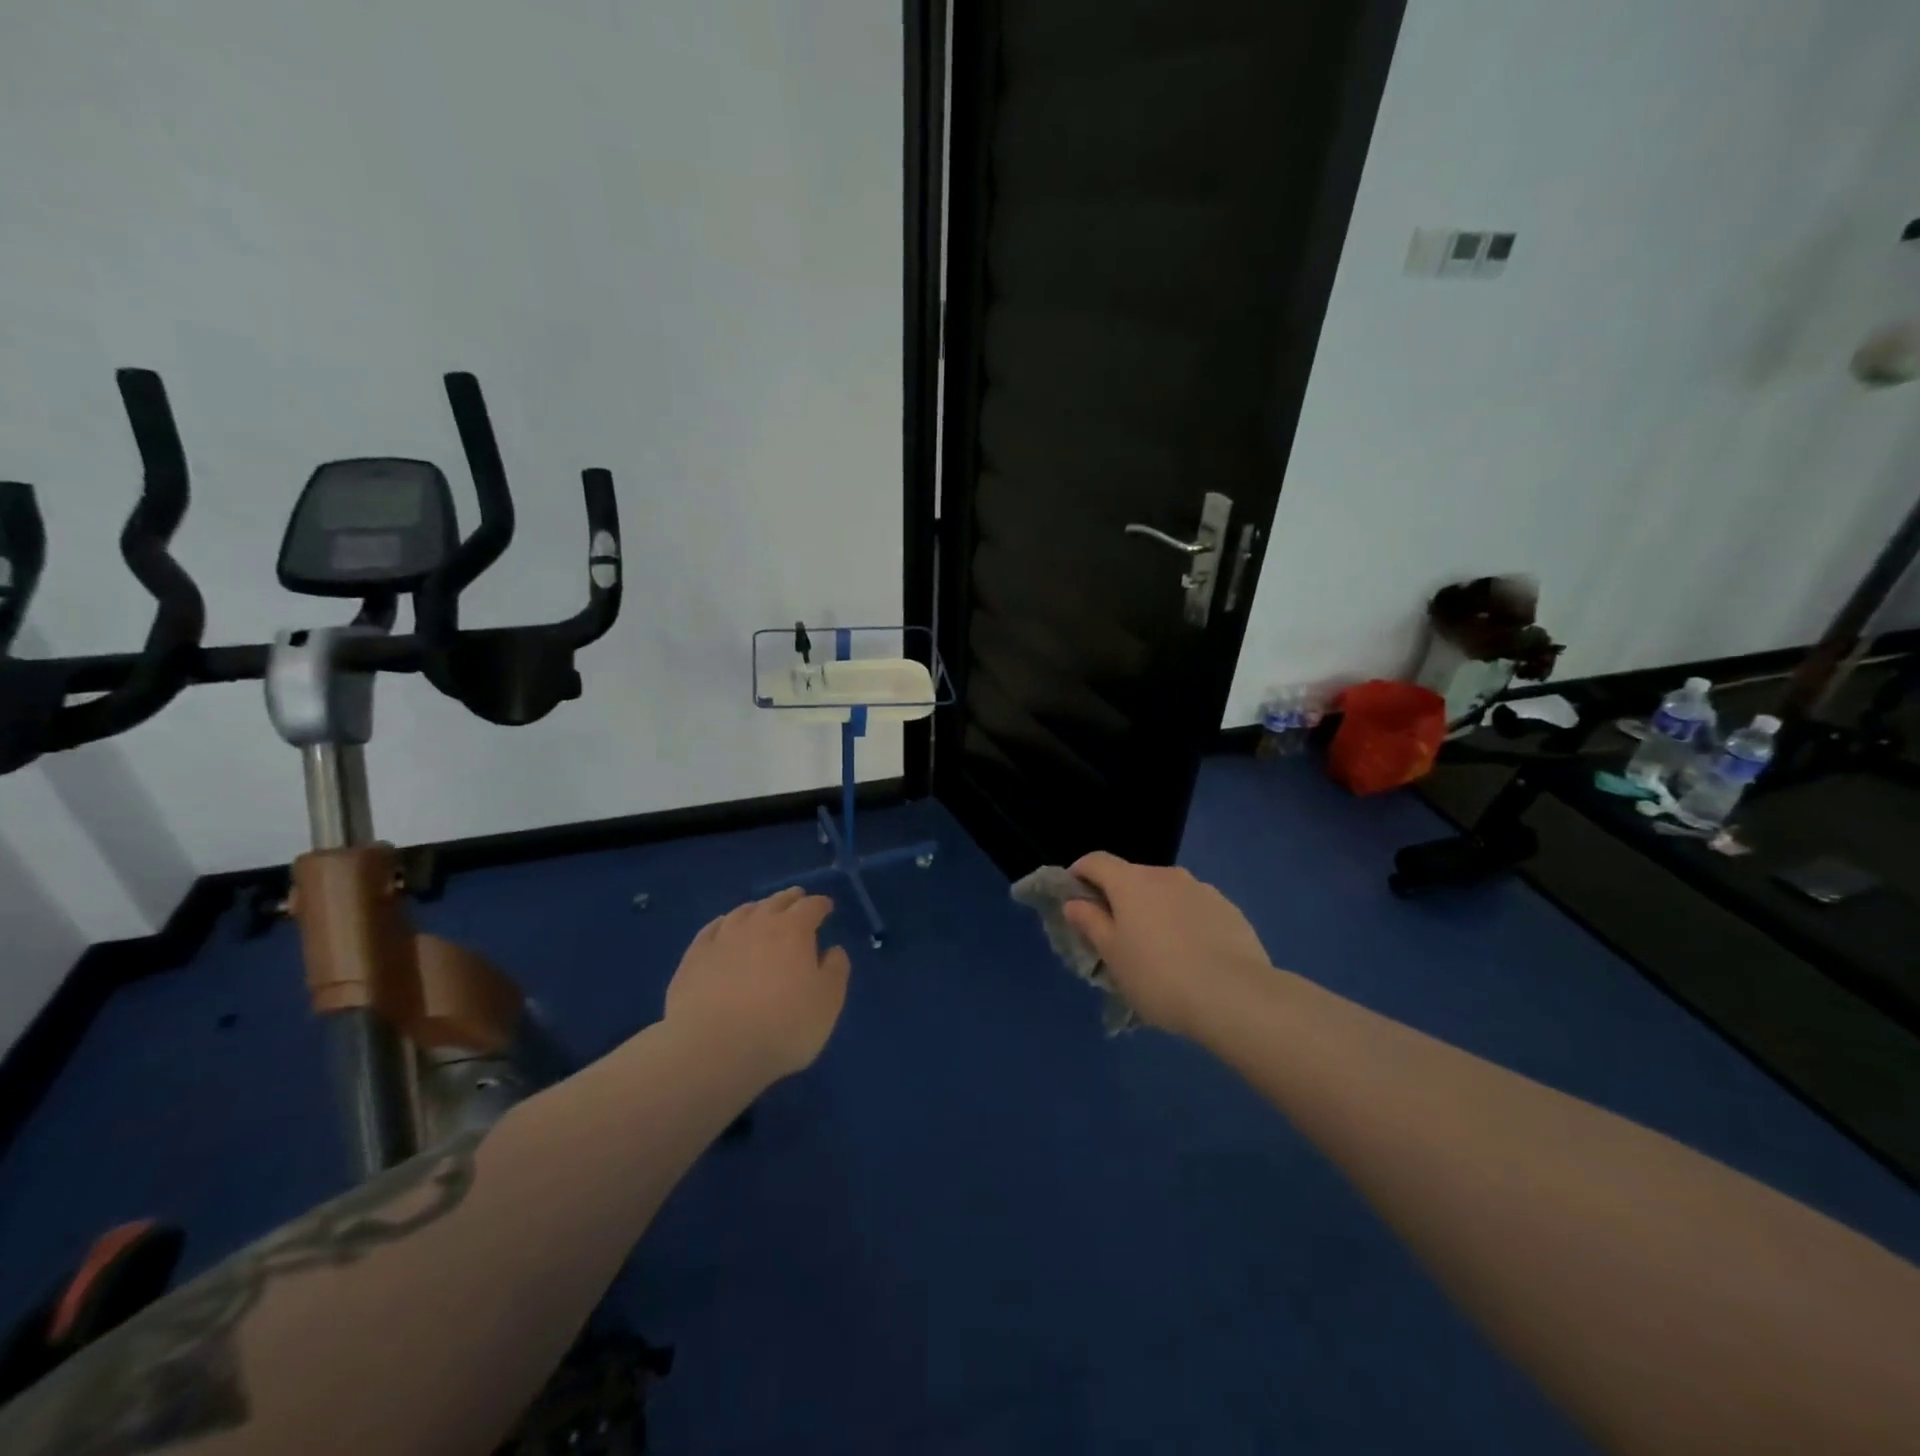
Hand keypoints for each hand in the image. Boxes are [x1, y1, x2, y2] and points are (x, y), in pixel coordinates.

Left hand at [664, 887, 850, 1079]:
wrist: (713, 1049)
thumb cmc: (782, 1026)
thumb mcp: (827, 1003)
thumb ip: (835, 971)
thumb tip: (833, 950)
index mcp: (794, 930)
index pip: (811, 907)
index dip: (820, 904)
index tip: (826, 906)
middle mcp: (758, 924)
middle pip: (776, 902)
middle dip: (790, 899)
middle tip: (797, 898)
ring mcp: (722, 939)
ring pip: (743, 912)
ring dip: (757, 908)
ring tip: (762, 910)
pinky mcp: (694, 958)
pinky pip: (711, 930)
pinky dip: (723, 923)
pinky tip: (723, 927)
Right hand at [1061, 853, 1272, 1040]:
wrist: (1235, 997)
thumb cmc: (1158, 976)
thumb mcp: (1112, 956)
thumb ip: (1091, 923)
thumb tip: (1074, 902)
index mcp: (1131, 882)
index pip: (1095, 861)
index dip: (1079, 874)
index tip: (1074, 898)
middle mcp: (1165, 875)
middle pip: (1132, 878)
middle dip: (1120, 900)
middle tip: (1117, 938)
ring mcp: (1201, 889)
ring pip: (1166, 894)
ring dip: (1155, 911)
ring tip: (1159, 952)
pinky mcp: (1229, 909)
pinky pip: (1195, 909)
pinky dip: (1185, 923)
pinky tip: (1193, 957)